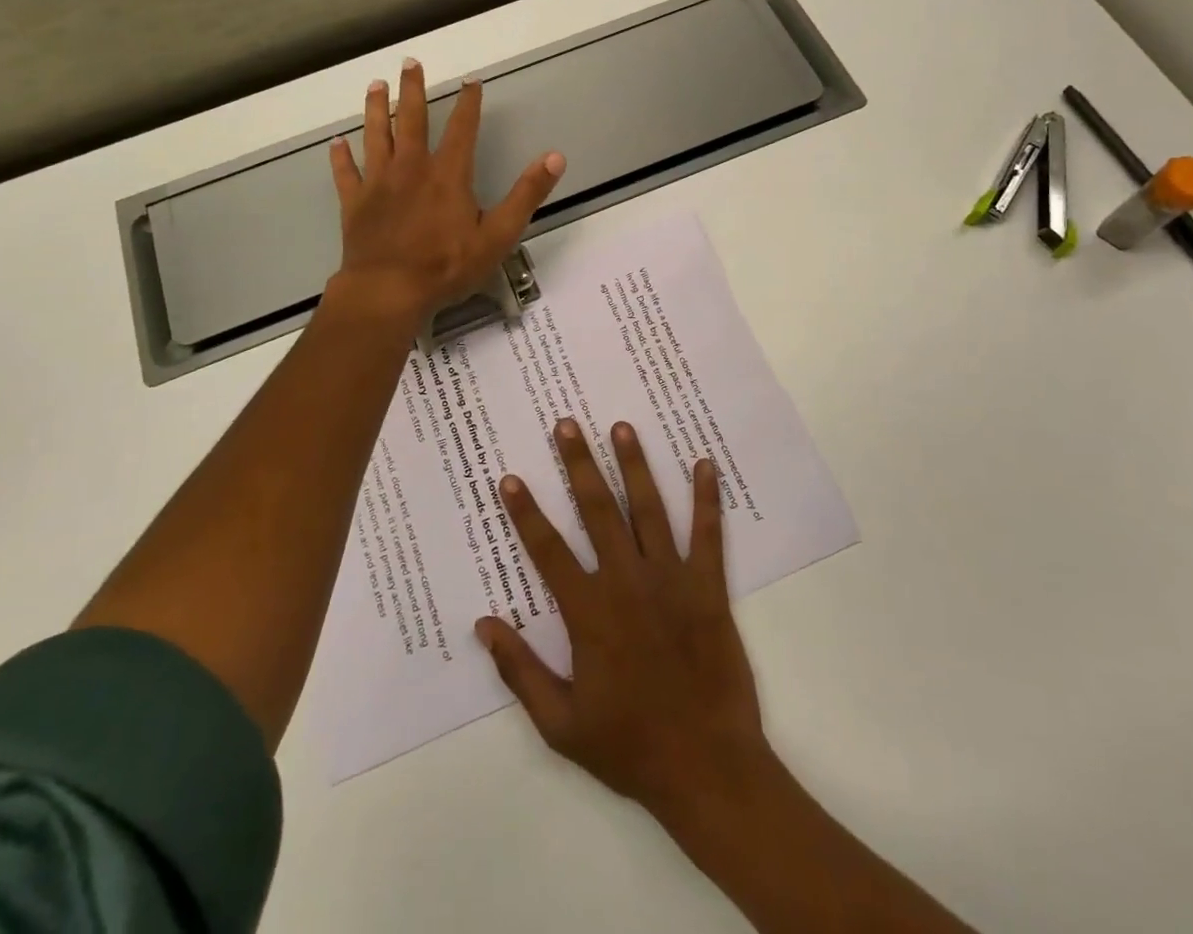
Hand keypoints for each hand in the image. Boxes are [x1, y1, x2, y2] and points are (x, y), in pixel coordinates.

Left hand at [328, 59, 564, 322]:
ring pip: (375, 136)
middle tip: (409, 63)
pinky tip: (337, 143)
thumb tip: (555, 157)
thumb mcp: (499, 234)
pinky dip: (341, 157)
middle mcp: (410, 168)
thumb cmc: (446, 266)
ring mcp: (378, 183)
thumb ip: (526, 194)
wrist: (389, 291)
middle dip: (412, 90)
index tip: (471, 82)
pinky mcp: (354, 203)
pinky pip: (346, 173)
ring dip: (375, 109)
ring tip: (374, 86)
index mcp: (448, 174)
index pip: (462, 128)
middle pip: (410, 119)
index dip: (468, 103)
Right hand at [476, 419, 770, 826]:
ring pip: (648, 509)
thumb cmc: (629, 747)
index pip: (548, 550)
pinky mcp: (708, 588)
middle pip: (597, 511)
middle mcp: (627, 582)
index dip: (526, 513)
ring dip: (634, 465)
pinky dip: (706, 499)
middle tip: (567, 424)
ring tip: (622, 427)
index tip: (510, 478)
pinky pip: (707, 534)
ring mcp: (671, 580)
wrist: (707, 769)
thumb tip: (484, 624)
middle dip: (579, 464)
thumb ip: (520, 671)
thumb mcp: (560, 724)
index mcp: (589, 613)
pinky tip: (704, 464)